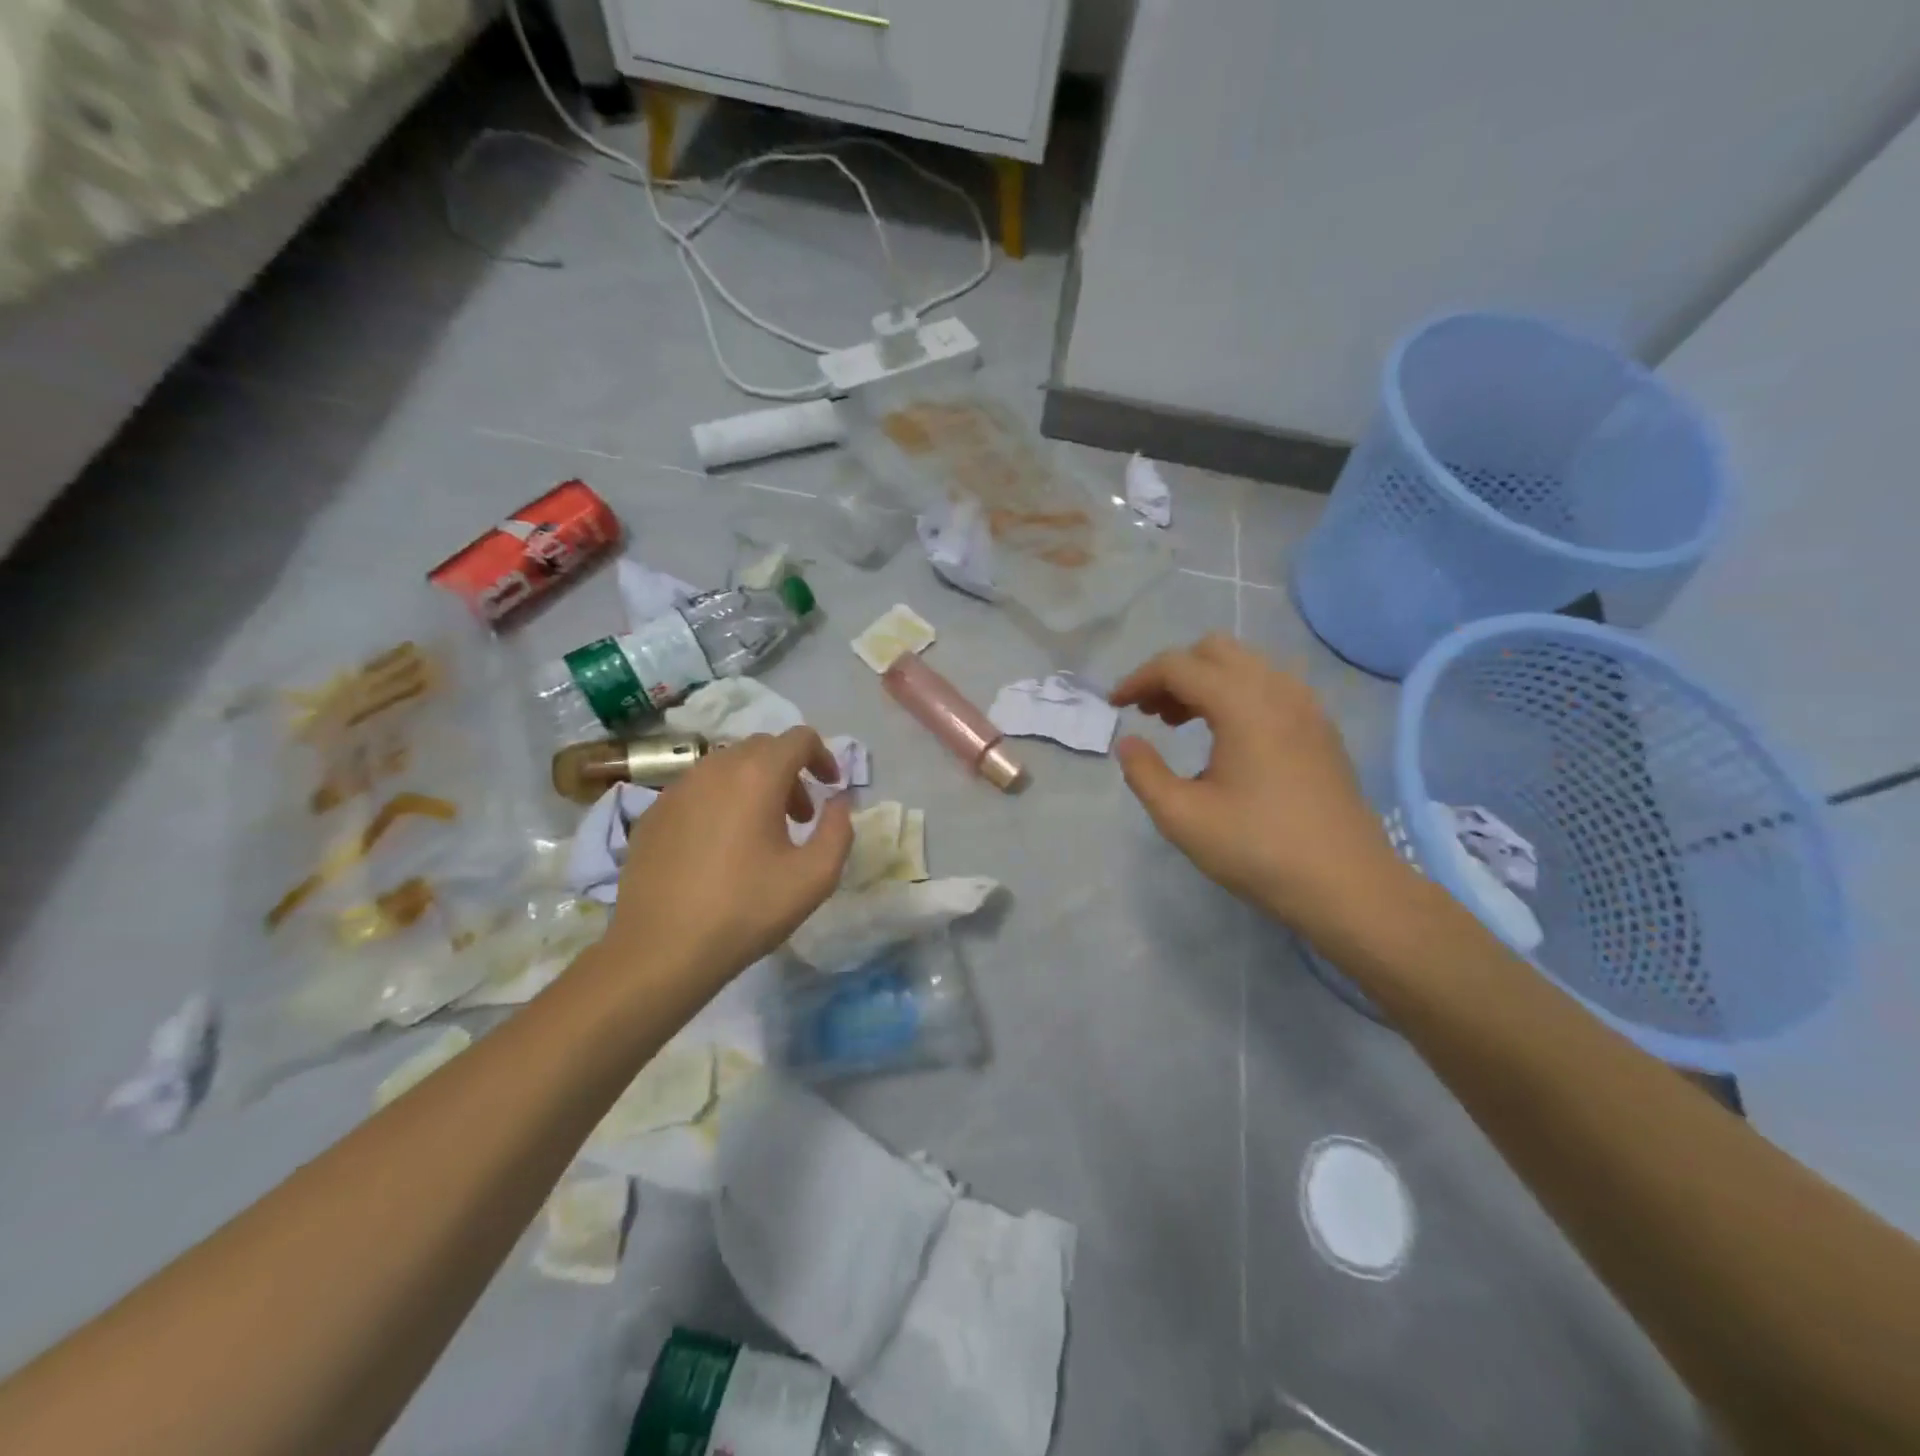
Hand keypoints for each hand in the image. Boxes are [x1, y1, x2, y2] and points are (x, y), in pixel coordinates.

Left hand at [594, 727, 853, 1007]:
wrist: (659, 950)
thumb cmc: (745, 910)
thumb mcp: (815, 877)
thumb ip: (839, 830)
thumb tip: (839, 802)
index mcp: (756, 775)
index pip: (799, 738)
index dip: (823, 757)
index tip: (832, 788)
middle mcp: (714, 768)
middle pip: (763, 748)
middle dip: (790, 773)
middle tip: (800, 817)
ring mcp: (677, 789)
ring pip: (727, 767)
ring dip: (755, 786)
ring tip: (761, 834)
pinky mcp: (652, 813)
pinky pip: (698, 790)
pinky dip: (721, 802)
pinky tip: (720, 849)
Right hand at [1110, 635, 1411, 945]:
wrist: (1347, 886)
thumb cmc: (1258, 849)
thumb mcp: (1182, 817)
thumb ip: (1144, 773)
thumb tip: (1128, 742)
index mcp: (1242, 704)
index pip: (1178, 666)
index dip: (1138, 679)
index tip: (1115, 706)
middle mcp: (1278, 690)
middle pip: (1215, 650)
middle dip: (1174, 673)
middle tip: (1151, 713)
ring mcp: (1307, 707)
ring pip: (1246, 665)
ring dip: (1206, 681)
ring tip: (1181, 724)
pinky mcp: (1321, 728)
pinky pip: (1271, 686)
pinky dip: (1237, 694)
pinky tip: (1227, 739)